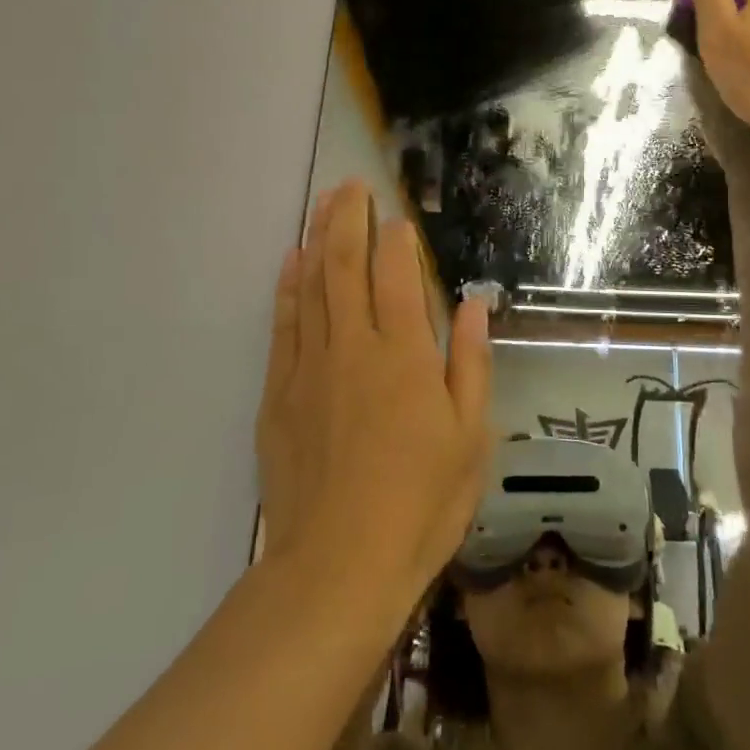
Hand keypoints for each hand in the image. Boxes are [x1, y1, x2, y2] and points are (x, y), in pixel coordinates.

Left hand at [254, 181, 493, 596]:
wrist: (338, 565)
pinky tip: (290, 263)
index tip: (397, 215)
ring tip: (322, 203)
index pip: (397, 274)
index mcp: (404, 353)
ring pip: (311, 285)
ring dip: (316, 238)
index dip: (396, 239)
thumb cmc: (422, 501)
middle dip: (348, 218)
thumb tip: (472, 302)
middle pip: (345, 265)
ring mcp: (309, 366)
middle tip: (350, 184)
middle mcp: (353, 345)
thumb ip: (470, 361)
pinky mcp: (278, 394)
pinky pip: (283, 325)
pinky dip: (287, 288)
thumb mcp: (470, 434)